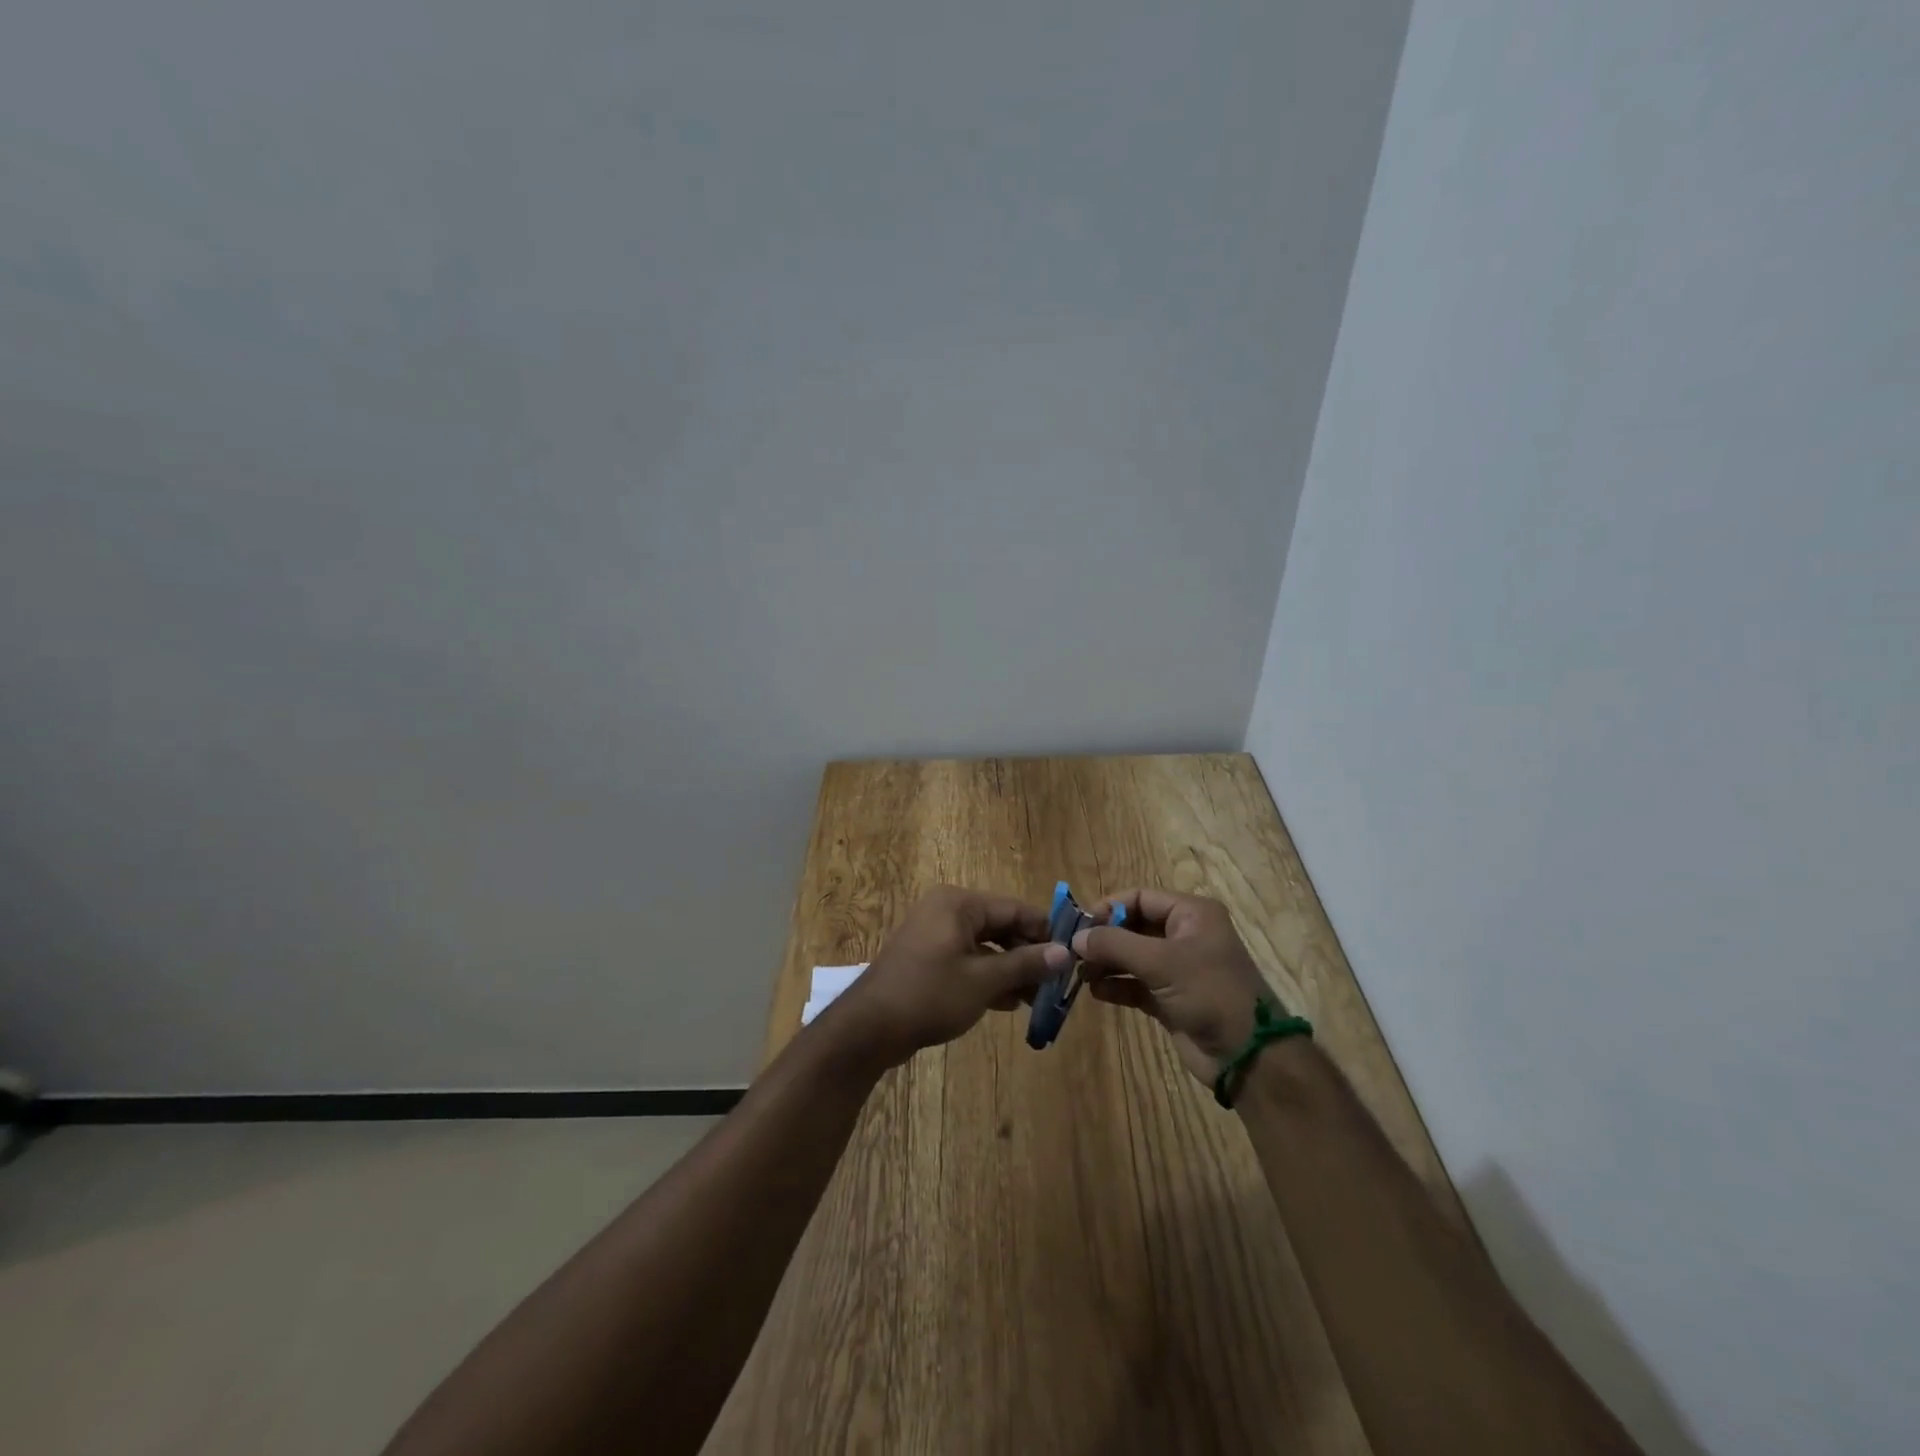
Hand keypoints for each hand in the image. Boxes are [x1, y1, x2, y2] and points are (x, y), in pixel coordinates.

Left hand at [827, 886, 1071, 1071]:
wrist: (869, 1028)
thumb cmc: (930, 995)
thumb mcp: (984, 981)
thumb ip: (1025, 964)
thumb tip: (1064, 953)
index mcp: (959, 904)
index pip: (1014, 909)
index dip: (1045, 932)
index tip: (1072, 955)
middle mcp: (947, 911)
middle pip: (1000, 926)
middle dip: (1028, 955)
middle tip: (1056, 982)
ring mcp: (935, 936)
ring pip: (985, 947)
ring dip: (1011, 970)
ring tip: (1038, 998)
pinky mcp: (928, 960)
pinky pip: (967, 961)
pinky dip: (988, 978)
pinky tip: (1010, 1003)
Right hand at [1072, 888, 1272, 1084]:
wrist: (1248, 1056)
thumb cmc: (1209, 992)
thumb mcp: (1161, 961)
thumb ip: (1115, 944)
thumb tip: (1075, 938)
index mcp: (1191, 914)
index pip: (1140, 897)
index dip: (1108, 907)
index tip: (1079, 925)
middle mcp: (1184, 935)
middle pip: (1133, 926)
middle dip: (1104, 938)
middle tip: (1072, 952)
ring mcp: (1177, 969)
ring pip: (1131, 956)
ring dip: (1106, 963)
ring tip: (1080, 974)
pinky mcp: (1170, 998)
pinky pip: (1135, 984)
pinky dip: (1116, 986)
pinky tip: (1095, 992)